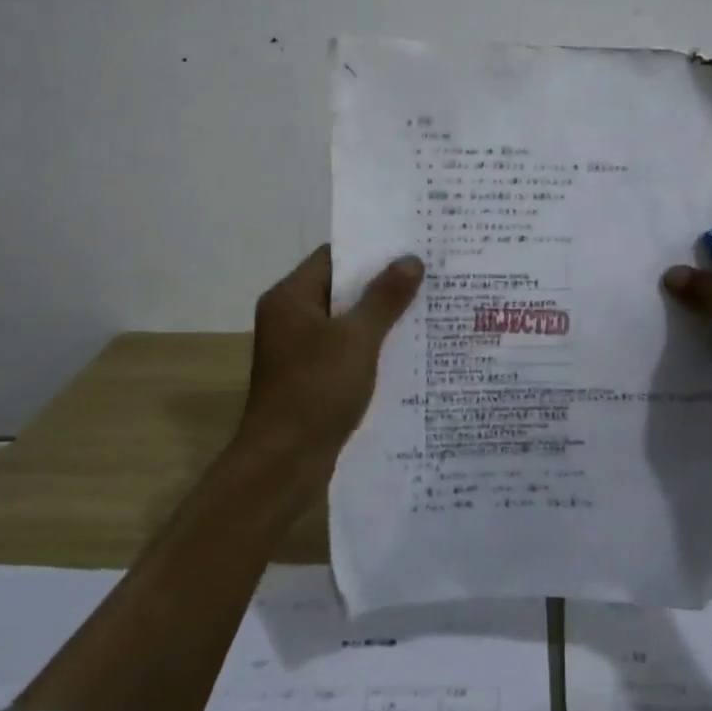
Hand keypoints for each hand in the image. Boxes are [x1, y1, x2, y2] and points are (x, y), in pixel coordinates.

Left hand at [238, 245, 423, 476]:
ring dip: (379, 316)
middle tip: (428, 274)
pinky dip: (371, 345)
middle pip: (341, 288)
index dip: (371, 250)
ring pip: (345, 320)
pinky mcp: (309, 376)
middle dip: (382, 283)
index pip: (334, 257)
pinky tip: (406, 348)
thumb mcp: (358, 339)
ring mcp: (298, 349)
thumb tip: (411, 260)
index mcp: (290, 298)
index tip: (410, 246)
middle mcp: (290, 317)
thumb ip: (385, 297)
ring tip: (426, 306)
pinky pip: (345, 348)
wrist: (283, 464)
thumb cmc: (316, 391)